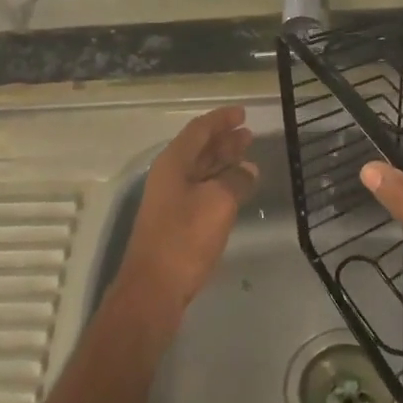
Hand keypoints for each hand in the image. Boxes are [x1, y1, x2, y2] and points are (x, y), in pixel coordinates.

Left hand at [115, 106, 258, 324]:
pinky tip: (236, 189)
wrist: (153, 289)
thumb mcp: (218, 203)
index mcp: (173, 163)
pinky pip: (201, 190)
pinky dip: (220, 184)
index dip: (221, 119)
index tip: (242, 113)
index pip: (199, 130)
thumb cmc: (184, 239)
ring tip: (247, 155)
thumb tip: (248, 170)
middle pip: (198, 149)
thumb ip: (235, 181)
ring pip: (200, 170)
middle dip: (223, 139)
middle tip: (249, 133)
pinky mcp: (176, 222)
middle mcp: (169, 176)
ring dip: (222, 161)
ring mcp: (170, 201)